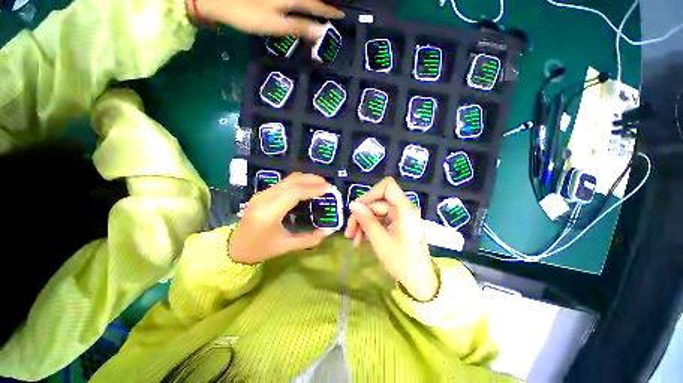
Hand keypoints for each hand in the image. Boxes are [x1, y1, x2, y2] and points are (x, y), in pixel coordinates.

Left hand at [192, 0, 344, 39]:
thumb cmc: (247, 13)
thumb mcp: (276, 24)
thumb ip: (299, 27)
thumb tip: (321, 32)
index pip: (316, 5)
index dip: (328, 11)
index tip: (341, 15)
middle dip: (323, 3)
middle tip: (334, 8)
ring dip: (312, 1)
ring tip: (320, 6)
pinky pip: (291, 0)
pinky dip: (300, 2)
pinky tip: (300, 5)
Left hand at [229, 173, 335, 264]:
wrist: (234, 247)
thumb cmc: (261, 249)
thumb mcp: (287, 246)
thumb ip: (310, 239)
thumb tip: (329, 231)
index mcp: (269, 213)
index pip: (294, 192)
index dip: (313, 188)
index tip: (328, 189)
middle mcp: (264, 198)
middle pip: (291, 181)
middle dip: (312, 179)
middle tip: (327, 184)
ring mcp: (261, 194)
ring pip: (287, 179)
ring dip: (306, 178)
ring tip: (320, 183)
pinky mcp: (262, 193)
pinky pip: (284, 182)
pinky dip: (298, 182)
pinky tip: (307, 187)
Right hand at [344, 177, 437, 301]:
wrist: (419, 282)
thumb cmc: (401, 261)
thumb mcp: (379, 240)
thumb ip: (366, 220)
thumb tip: (353, 204)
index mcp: (404, 209)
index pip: (387, 186)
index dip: (371, 193)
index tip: (358, 208)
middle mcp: (403, 209)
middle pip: (377, 202)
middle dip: (361, 215)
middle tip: (349, 232)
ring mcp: (400, 218)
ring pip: (376, 212)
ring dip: (363, 224)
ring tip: (353, 240)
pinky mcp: (397, 225)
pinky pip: (380, 221)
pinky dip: (370, 228)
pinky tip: (361, 240)